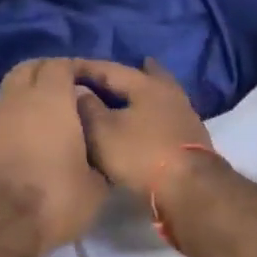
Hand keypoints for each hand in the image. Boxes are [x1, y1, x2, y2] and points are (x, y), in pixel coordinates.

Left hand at [0, 59, 109, 256]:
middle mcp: (15, 99)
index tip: (91, 83)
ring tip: (45, 124)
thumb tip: (98, 151)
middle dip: (47, 74)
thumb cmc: (51, 198)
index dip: (77, 69)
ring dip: (26, 100)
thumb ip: (98, 158)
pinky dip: (10, 124)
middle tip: (67, 94)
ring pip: (9, 94)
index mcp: (50, 99)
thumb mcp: (95, 187)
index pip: (61, 64)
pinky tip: (22, 147)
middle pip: (29, 69)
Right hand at [73, 59, 213, 196]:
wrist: (191, 189)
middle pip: (143, 75)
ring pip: (156, 95)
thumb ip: (88, 107)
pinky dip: (149, 113)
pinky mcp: (190, 137)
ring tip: (122, 95)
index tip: (65, 67)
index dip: (85, 68)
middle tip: (105, 72)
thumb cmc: (141, 155)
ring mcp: (183, 114)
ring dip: (139, 93)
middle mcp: (168, 92)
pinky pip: (163, 115)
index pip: (109, 69)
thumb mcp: (104, 132)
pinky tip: (142, 120)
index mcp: (145, 85)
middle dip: (122, 74)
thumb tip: (79, 89)